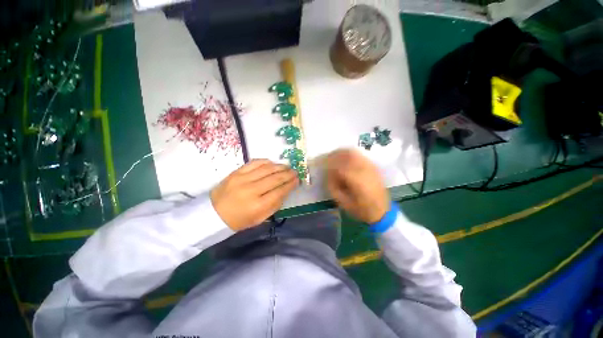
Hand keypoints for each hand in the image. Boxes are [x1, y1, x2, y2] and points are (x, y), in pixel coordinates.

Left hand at [211, 159, 298, 230]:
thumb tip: (285, 190)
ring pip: (267, 169)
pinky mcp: (236, 172)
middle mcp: (251, 190)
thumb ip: (274, 205)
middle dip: (288, 174)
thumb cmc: (239, 220)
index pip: (280, 191)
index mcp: (258, 206)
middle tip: (295, 172)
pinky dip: (265, 161)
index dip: (290, 185)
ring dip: (279, 166)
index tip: (297, 180)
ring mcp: (242, 179)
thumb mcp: (259, 219)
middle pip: (275, 178)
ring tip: (287, 166)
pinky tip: (272, 163)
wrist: (213, 214)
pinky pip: (254, 163)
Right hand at [326, 149, 388, 223]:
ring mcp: (370, 167)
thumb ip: (333, 187)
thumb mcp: (343, 203)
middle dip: (334, 155)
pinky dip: (349, 154)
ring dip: (341, 152)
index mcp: (357, 181)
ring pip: (353, 152)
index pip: (339, 166)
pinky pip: (359, 155)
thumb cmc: (361, 210)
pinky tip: (344, 158)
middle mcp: (364, 170)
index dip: (328, 163)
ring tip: (333, 156)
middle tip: (325, 158)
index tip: (321, 164)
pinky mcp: (373, 166)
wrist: (383, 212)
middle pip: (346, 155)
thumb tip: (327, 174)